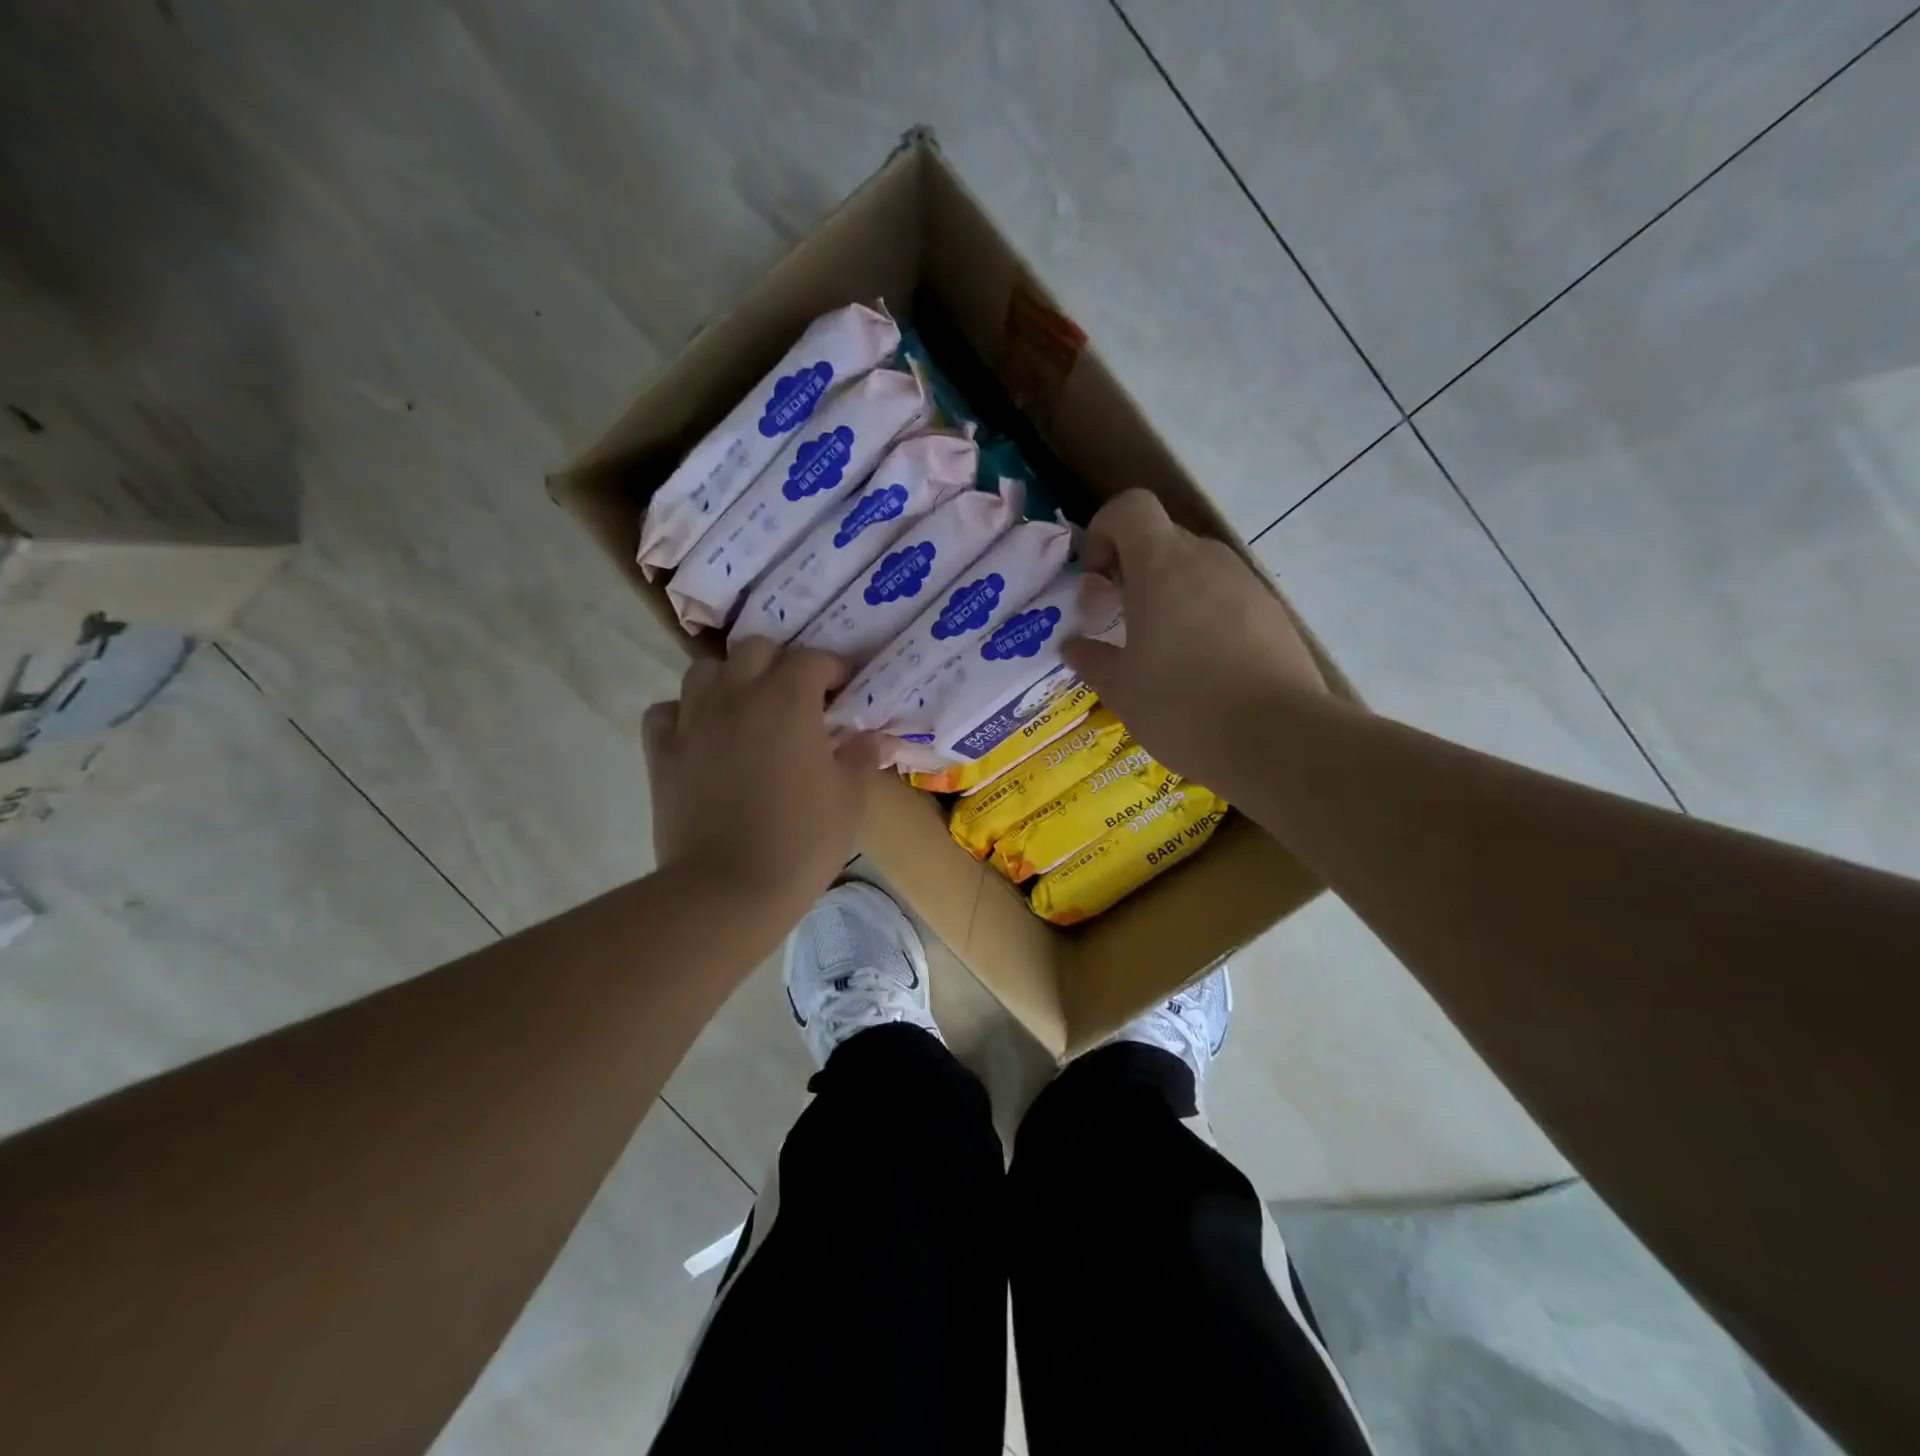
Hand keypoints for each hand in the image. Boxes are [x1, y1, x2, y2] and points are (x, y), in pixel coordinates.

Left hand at [642, 642, 881, 916]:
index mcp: (788, 700)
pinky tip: (700, 734)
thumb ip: (861, 757)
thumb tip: (871, 736)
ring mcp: (693, 720)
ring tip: (747, 708)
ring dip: (731, 679)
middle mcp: (737, 695)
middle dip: (781, 663)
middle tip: (798, 697)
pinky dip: (684, 713)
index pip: (812, 659)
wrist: (728, 888)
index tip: (845, 690)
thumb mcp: (849, 799)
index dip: (833, 669)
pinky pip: (667, 711)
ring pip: (705, 670)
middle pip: (756, 649)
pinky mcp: (661, 751)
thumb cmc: (801, 841)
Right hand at [1062, 490, 1328, 790]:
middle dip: (1132, 570)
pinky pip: (1226, 599)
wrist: (1278, 740)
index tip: (1096, 578)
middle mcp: (1208, 562)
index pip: (1131, 507)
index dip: (1104, 530)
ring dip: (1169, 595)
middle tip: (1118, 621)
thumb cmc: (1183, 707)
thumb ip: (1092, 658)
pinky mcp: (1274, 615)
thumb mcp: (1121, 689)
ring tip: (1160, 651)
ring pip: (1196, 571)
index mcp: (1162, 567)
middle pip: (1163, 539)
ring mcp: (1247, 586)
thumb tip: (1074, 645)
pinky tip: (1202, 668)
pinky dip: (1204, 617)